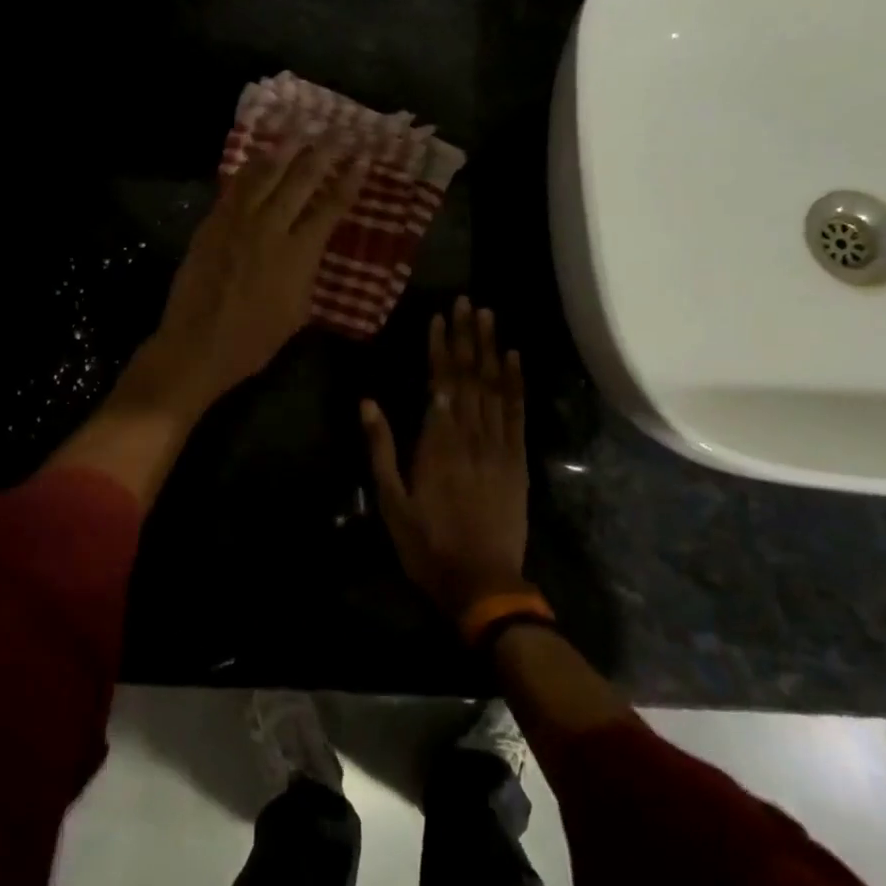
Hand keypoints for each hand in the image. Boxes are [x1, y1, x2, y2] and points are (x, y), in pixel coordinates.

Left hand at [139, 138, 365, 415]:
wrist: (196, 345)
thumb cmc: (253, 341)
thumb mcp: (297, 311)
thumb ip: (306, 272)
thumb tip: (309, 248)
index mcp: (298, 254)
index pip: (330, 208)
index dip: (349, 181)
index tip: (363, 158)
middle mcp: (270, 228)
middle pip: (300, 180)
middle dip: (322, 152)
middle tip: (338, 130)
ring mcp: (237, 221)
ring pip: (265, 174)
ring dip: (285, 149)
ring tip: (300, 129)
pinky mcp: (212, 223)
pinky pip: (235, 186)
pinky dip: (251, 167)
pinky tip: (259, 156)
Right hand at [361, 298, 530, 619]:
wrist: (483, 584)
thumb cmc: (428, 544)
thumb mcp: (391, 501)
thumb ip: (381, 448)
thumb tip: (367, 402)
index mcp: (436, 442)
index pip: (439, 382)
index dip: (439, 347)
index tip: (440, 316)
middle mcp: (470, 435)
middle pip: (469, 376)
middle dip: (467, 336)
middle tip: (467, 301)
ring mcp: (498, 446)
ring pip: (494, 387)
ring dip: (491, 349)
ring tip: (489, 316)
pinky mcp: (517, 461)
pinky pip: (517, 413)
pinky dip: (516, 383)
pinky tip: (514, 359)